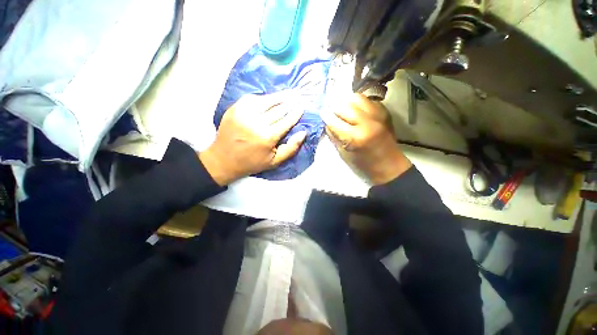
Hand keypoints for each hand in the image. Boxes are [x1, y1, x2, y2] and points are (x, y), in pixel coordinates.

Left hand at [199, 93, 305, 184]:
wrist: (223, 159)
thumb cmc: (252, 162)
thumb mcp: (275, 161)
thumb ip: (291, 148)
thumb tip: (303, 133)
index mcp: (268, 137)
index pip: (286, 121)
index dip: (295, 113)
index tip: (302, 107)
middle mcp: (257, 122)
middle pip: (278, 109)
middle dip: (290, 102)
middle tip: (298, 96)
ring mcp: (244, 113)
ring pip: (266, 101)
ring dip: (279, 96)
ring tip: (289, 93)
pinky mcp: (235, 109)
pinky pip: (252, 99)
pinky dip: (263, 98)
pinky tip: (270, 98)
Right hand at [321, 93, 411, 184]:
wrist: (389, 164)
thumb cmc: (364, 164)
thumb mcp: (344, 153)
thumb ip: (334, 136)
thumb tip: (327, 122)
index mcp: (355, 137)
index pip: (335, 120)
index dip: (326, 115)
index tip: (322, 113)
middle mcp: (367, 123)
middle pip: (345, 105)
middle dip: (335, 108)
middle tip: (332, 112)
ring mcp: (378, 115)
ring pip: (357, 97)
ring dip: (347, 102)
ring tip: (344, 110)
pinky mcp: (385, 112)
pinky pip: (367, 100)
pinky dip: (358, 104)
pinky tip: (356, 111)